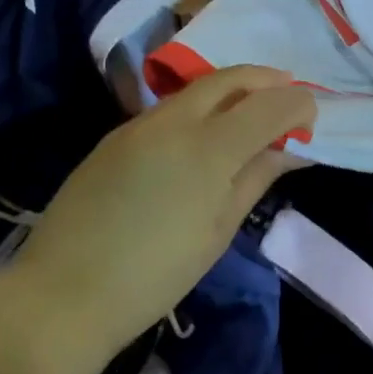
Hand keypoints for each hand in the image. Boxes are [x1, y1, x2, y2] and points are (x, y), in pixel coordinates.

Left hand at [13, 66, 314, 348]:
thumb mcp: (219, 230)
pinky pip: (171, 107)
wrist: (62, 295)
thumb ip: (256, 178)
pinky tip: (204, 133)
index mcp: (210, 148)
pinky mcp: (117, 134)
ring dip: (234, 89)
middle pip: (233, 78)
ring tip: (250, 112)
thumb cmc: (155, 274)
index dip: (298, 105)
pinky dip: (201, 106)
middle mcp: (177, 120)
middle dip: (267, 80)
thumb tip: (289, 150)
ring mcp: (141, 123)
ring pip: (199, 87)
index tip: (310, 122)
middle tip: (288, 96)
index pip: (270, 104)